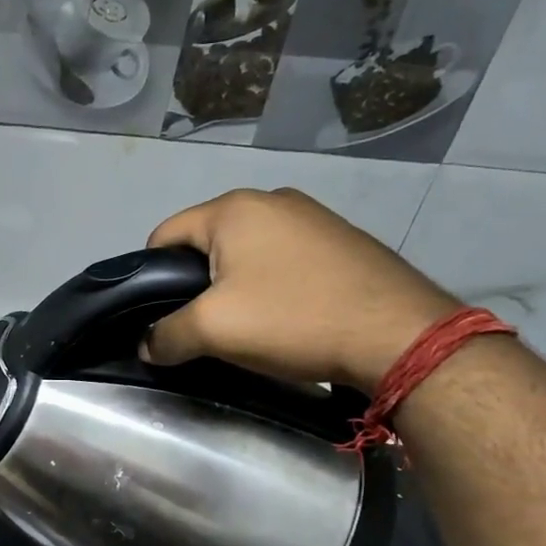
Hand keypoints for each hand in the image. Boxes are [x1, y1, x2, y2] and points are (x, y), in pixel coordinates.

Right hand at [143, 188, 459, 393]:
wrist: (399, 335)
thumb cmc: (292, 319)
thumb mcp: (212, 330)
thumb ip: (165, 335)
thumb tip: (147, 346)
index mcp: (233, 208)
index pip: (164, 235)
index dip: (149, 277)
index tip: (158, 316)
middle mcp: (271, 200)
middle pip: (205, 243)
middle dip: (194, 283)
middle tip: (201, 325)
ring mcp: (312, 216)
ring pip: (244, 252)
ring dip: (232, 286)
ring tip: (244, 326)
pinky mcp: (340, 240)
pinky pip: (282, 259)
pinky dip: (270, 285)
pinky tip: (284, 316)